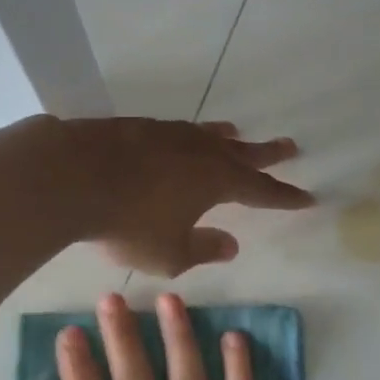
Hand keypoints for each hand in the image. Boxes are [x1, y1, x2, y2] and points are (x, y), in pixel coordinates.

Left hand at [72, 119, 313, 276]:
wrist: (72, 175)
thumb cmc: (128, 222)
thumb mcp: (170, 253)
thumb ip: (204, 249)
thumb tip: (231, 244)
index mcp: (217, 181)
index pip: (261, 191)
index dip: (285, 197)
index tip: (307, 197)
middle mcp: (200, 151)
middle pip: (243, 152)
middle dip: (268, 153)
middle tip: (290, 146)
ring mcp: (169, 133)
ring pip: (208, 134)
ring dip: (227, 137)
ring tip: (238, 133)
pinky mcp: (138, 126)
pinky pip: (177, 130)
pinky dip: (189, 135)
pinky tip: (181, 138)